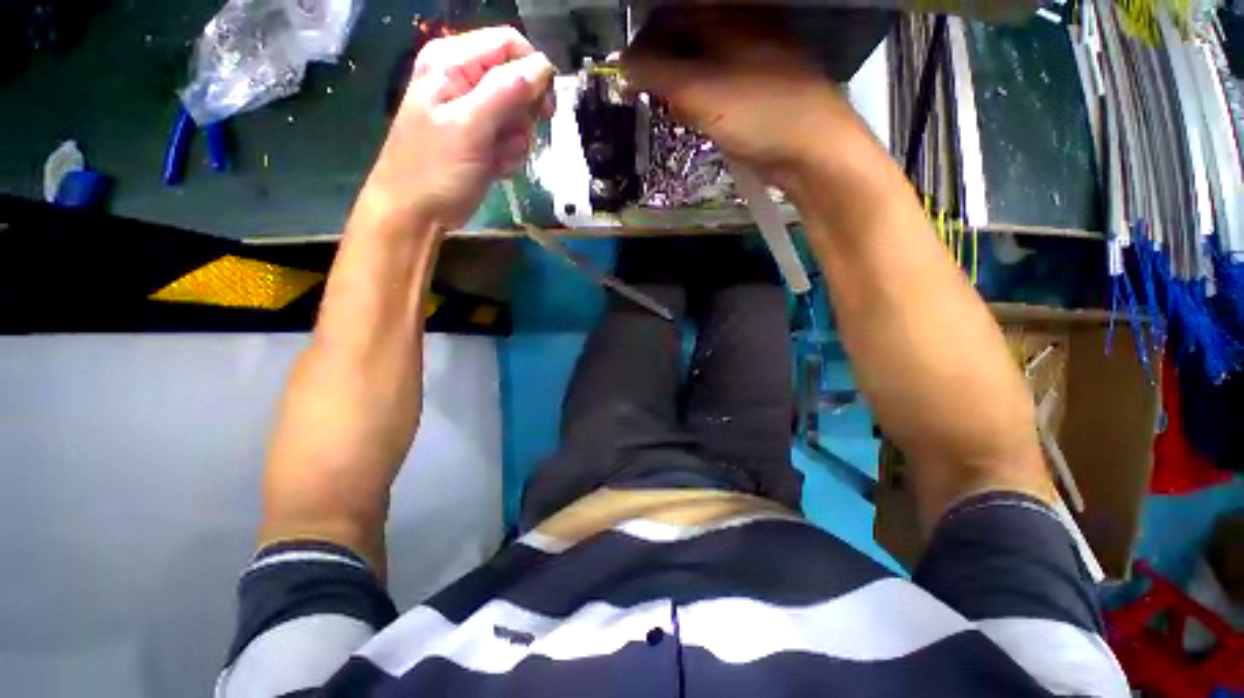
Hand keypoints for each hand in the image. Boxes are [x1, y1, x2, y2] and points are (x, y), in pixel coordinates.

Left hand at [364, 27, 555, 228]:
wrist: (416, 212)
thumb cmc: (436, 169)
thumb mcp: (470, 127)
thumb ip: (506, 91)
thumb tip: (544, 67)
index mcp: (452, 61)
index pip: (509, 45)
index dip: (534, 72)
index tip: (546, 108)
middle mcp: (463, 78)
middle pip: (517, 80)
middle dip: (523, 115)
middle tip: (511, 139)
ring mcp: (472, 110)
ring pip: (518, 114)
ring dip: (516, 141)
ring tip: (496, 158)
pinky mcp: (480, 136)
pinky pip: (511, 137)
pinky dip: (509, 155)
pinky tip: (494, 167)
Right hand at [623, 10, 859, 188]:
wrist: (810, 149)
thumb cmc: (758, 112)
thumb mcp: (701, 91)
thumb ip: (657, 74)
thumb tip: (623, 66)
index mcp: (728, 16)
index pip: (670, 17)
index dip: (643, 45)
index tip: (626, 75)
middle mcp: (739, 30)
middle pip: (684, 42)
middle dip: (663, 72)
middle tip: (653, 98)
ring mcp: (749, 61)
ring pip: (699, 69)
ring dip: (682, 93)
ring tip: (680, 113)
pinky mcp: (753, 92)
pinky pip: (715, 92)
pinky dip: (701, 106)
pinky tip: (700, 122)